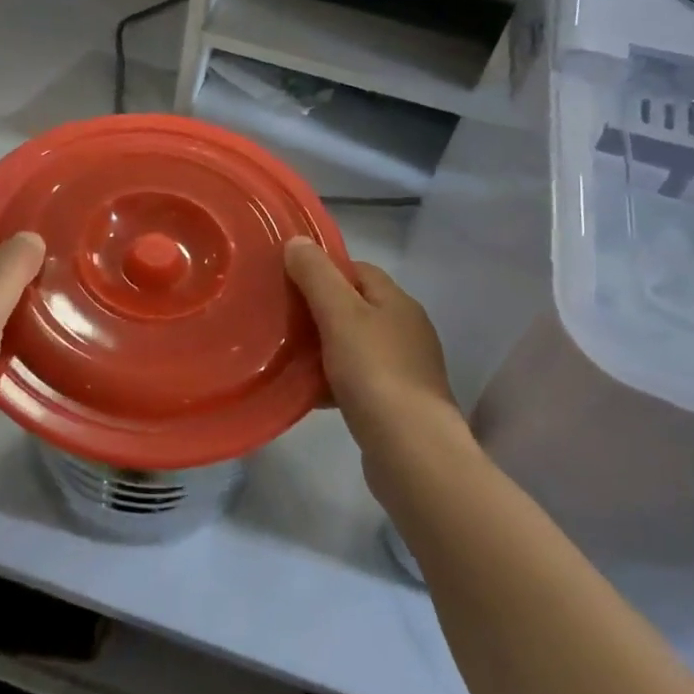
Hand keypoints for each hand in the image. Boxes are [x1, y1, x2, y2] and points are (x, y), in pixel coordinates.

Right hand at [284, 238, 462, 463]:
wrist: (412, 452)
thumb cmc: (375, 372)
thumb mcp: (340, 314)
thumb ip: (317, 276)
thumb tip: (298, 242)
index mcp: (397, 302)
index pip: (358, 270)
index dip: (324, 270)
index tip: (289, 281)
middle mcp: (406, 330)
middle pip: (355, 308)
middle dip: (319, 311)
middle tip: (281, 319)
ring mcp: (405, 369)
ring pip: (354, 346)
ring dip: (324, 348)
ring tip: (288, 355)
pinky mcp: (397, 404)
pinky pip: (358, 381)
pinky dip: (333, 381)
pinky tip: (309, 391)